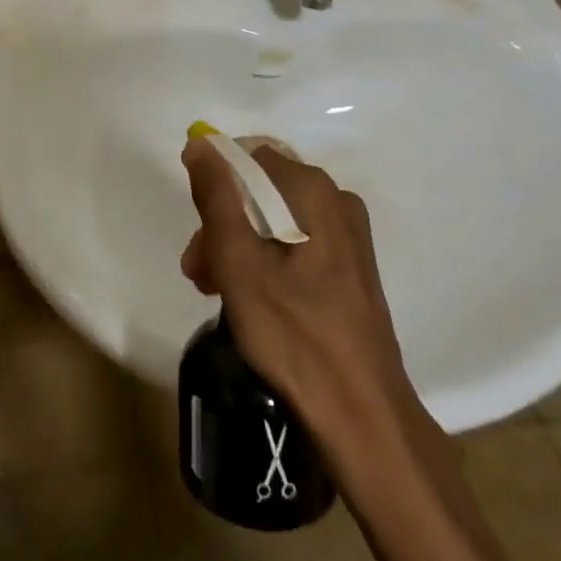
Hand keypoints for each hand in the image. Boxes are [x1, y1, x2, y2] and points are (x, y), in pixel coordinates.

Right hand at [180, 138, 439, 461]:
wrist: (363, 416)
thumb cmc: (296, 336)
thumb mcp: (239, 264)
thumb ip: (217, 198)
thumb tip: (200, 143)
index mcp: (314, 191)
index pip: (247, 159)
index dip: (214, 188)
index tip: (198, 233)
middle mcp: (336, 200)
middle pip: (260, 191)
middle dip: (222, 225)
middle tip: (198, 271)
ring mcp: (347, 235)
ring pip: (273, 220)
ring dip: (237, 246)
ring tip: (213, 289)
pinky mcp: (349, 265)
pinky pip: (294, 242)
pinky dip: (264, 260)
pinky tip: (247, 297)